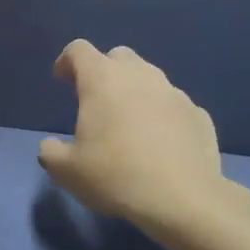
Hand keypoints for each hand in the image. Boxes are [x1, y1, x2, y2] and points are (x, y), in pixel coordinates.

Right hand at [38, 41, 241, 237]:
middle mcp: (139, 75)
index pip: (79, 50)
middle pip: (118, 56)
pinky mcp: (198, 115)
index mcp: (102, 80)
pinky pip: (174, 105)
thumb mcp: (67, 171)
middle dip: (105, 70)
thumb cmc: (116, 176)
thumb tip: (50, 147)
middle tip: (96, 100)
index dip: (66, 61)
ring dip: (136, 91)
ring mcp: (174, 93)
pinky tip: (161, 143)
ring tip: (129, 122)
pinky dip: (163, 115)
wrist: (183, 200)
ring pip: (150, 78)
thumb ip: (51, 153)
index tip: (62, 80)